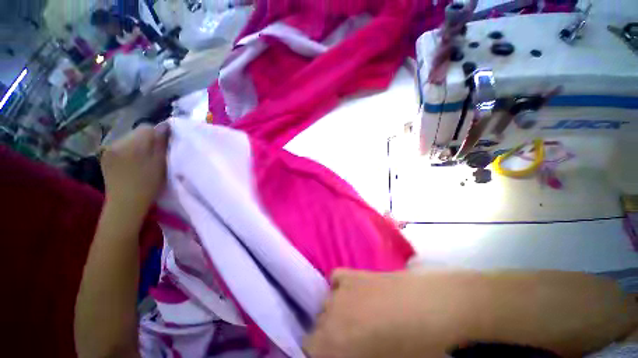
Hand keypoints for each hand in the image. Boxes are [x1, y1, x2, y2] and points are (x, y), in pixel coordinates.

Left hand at [100, 124, 168, 215]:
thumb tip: (165, 126)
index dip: (157, 135)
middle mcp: (117, 142)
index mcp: (133, 144)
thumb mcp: (160, 163)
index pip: (147, 127)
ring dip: (137, 145)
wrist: (125, 203)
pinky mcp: (104, 155)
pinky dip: (128, 151)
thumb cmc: (148, 184)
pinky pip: (120, 146)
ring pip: (128, 138)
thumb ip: (161, 143)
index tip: (163, 147)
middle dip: (147, 140)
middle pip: (137, 132)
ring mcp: (108, 148)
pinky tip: (131, 163)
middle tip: (153, 155)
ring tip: (142, 160)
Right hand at [304, 270, 472, 357]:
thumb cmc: (414, 349)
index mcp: (333, 344)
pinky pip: (335, 280)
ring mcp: (341, 290)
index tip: (337, 353)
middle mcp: (329, 314)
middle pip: (319, 326)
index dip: (322, 352)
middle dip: (331, 336)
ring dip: (336, 314)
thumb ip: (354, 357)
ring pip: (326, 305)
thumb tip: (349, 351)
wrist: (436, 309)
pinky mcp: (353, 273)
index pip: (310, 347)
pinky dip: (339, 288)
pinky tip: (352, 294)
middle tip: (353, 341)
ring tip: (358, 319)